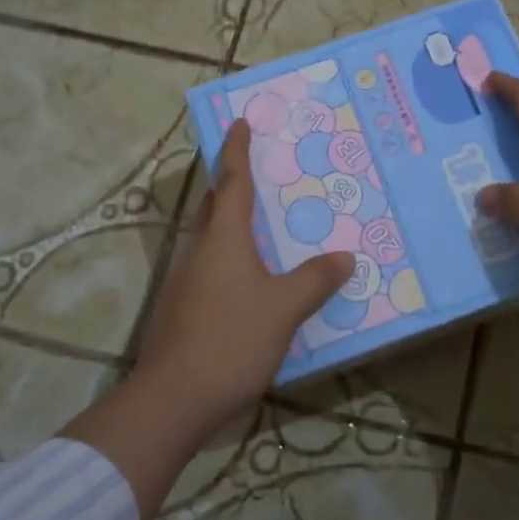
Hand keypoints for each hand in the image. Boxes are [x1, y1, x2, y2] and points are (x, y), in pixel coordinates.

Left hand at [133, 118, 354, 431]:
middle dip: (231, 182)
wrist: (174, 397)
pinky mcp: (182, 305)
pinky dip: (229, 253)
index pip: (232, 180)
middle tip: (260, 171)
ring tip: (262, 221)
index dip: (237, 149)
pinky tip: (250, 275)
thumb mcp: (284, 308)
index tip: (240, 122)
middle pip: (214, 203)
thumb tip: (344, 257)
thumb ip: (315, 280)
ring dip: (230, 220)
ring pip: (210, 235)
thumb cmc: (231, 338)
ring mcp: (186, 278)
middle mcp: (200, 249)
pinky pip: (210, 262)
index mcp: (224, 237)